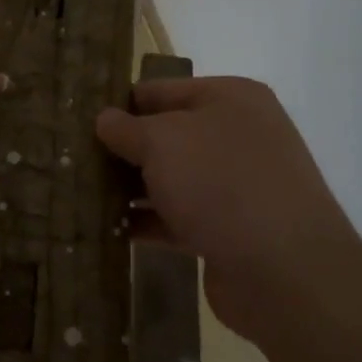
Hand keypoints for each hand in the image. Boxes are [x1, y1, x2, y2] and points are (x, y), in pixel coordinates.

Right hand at [95, 76, 352, 344]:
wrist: (286, 271)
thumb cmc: (221, 183)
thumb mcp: (163, 142)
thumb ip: (127, 128)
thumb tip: (105, 119)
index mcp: (231, 98)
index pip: (162, 89)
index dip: (122, 103)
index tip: (81, 119)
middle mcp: (239, 134)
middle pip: (168, 134)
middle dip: (125, 149)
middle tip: (75, 159)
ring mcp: (239, 184)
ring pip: (173, 177)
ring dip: (133, 188)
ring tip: (83, 194)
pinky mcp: (232, 229)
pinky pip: (181, 216)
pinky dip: (150, 221)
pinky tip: (111, 230)